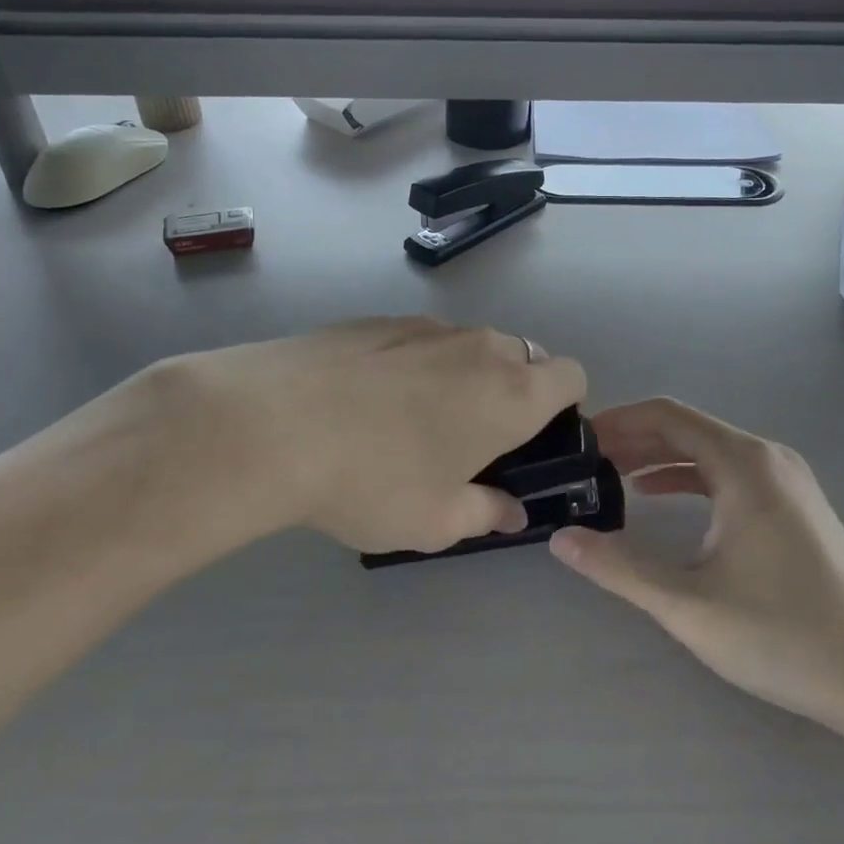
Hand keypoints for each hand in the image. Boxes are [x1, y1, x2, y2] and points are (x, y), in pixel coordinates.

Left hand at [148, 318, 585, 556]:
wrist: (272, 424)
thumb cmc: (375, 480)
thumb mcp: (438, 522)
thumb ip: (487, 513)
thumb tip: (510, 511)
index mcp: (513, 392)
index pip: (571, 376)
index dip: (564, 406)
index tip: (532, 439)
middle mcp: (479, 347)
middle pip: (521, 357)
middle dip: (511, 392)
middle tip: (470, 440)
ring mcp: (426, 327)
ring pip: (467, 347)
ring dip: (460, 377)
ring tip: (408, 422)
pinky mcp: (377, 321)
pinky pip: (418, 341)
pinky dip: (412, 365)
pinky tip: (365, 402)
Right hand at [550, 399, 843, 734]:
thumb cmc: (780, 634)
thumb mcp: (687, 604)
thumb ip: (619, 567)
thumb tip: (561, 540)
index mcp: (743, 464)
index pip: (667, 416)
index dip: (618, 421)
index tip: (580, 440)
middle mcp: (767, 458)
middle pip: (688, 428)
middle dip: (634, 439)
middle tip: (586, 461)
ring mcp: (787, 480)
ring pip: (709, 451)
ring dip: (659, 458)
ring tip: (612, 476)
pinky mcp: (795, 505)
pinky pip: (730, 473)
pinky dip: (690, 477)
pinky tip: (660, 498)